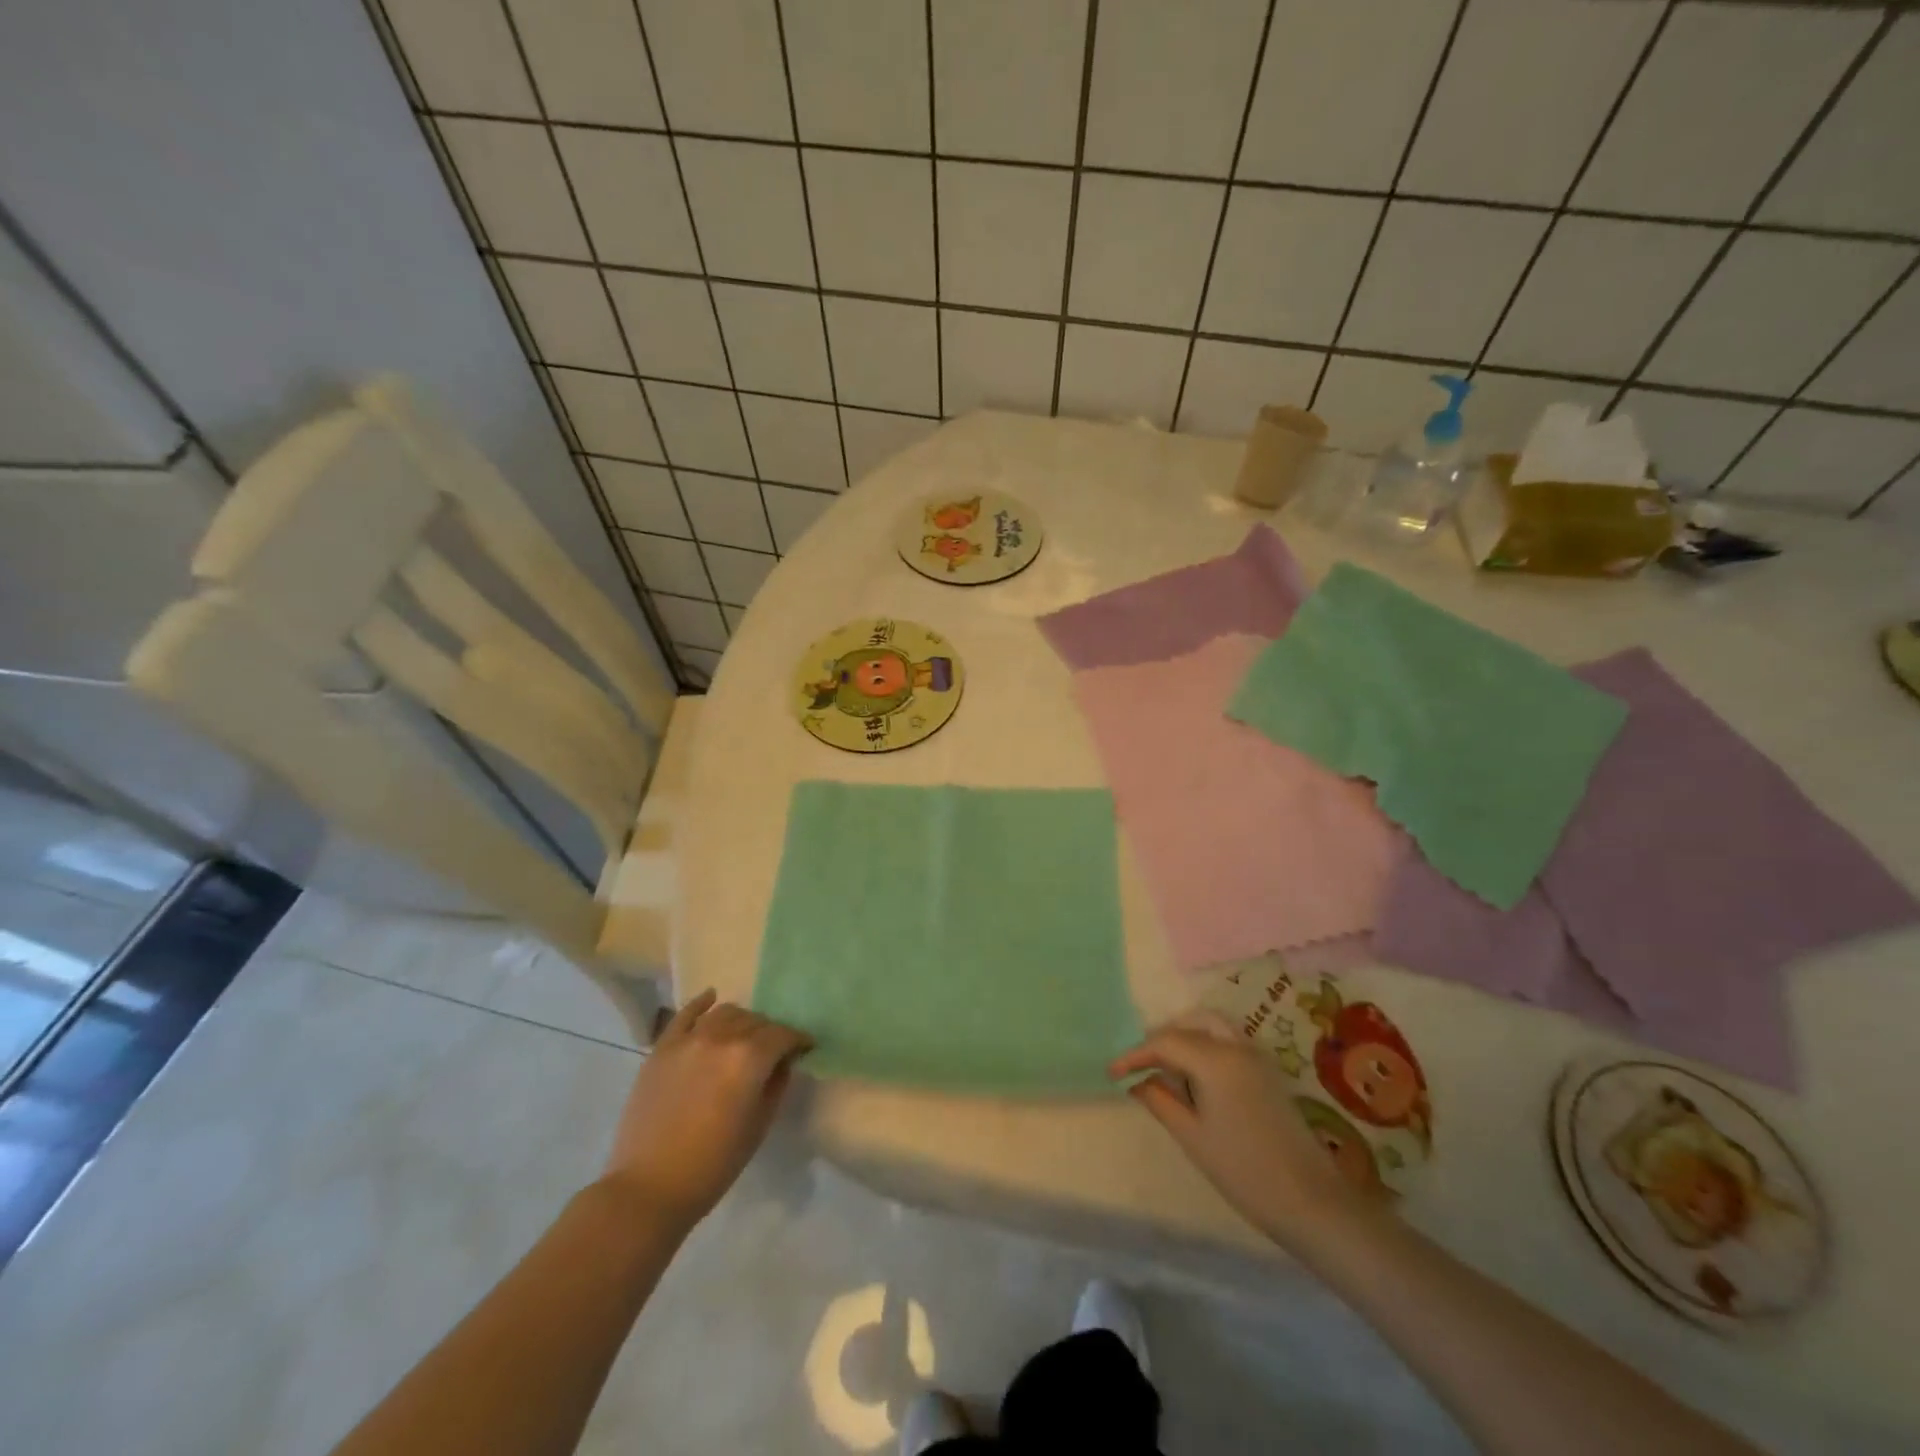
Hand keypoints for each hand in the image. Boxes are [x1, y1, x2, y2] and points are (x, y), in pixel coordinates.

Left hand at [599, 991, 811, 1230]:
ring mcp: (689, 1039)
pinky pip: (685, 1014)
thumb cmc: (713, 1164)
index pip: (783, 1035)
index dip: (798, 1040)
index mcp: (750, 1058)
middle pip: (756, 1021)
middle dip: (770, 1033)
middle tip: (774, 1050)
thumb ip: (776, 1085)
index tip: (805, 1047)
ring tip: (744, 1036)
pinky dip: (702, 1003)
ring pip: (725, 1013)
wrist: (649, 1187)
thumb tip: (783, 1062)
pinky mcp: (662, 1048)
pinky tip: (711, 998)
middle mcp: (722, 1038)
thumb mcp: (759, 1126)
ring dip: (742, 1021)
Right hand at [1110, 1024, 1374, 1249]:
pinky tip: (1194, 1078)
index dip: (1135, 1054)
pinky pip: (1228, 1042)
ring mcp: (1257, 1057)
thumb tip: (1136, 1081)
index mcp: (1215, 1059)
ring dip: (1185, 1038)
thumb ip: (1160, 1100)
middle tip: (1140, 1065)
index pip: (1165, 1042)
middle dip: (1162, 1039)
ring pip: (1212, 1027)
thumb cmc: (1244, 1171)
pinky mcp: (1268, 1073)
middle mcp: (1237, 1047)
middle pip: (1191, 1024)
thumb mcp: (1192, 1136)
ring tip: (1165, 1069)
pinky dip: (1205, 1047)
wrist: (1311, 1202)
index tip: (1112, 1072)